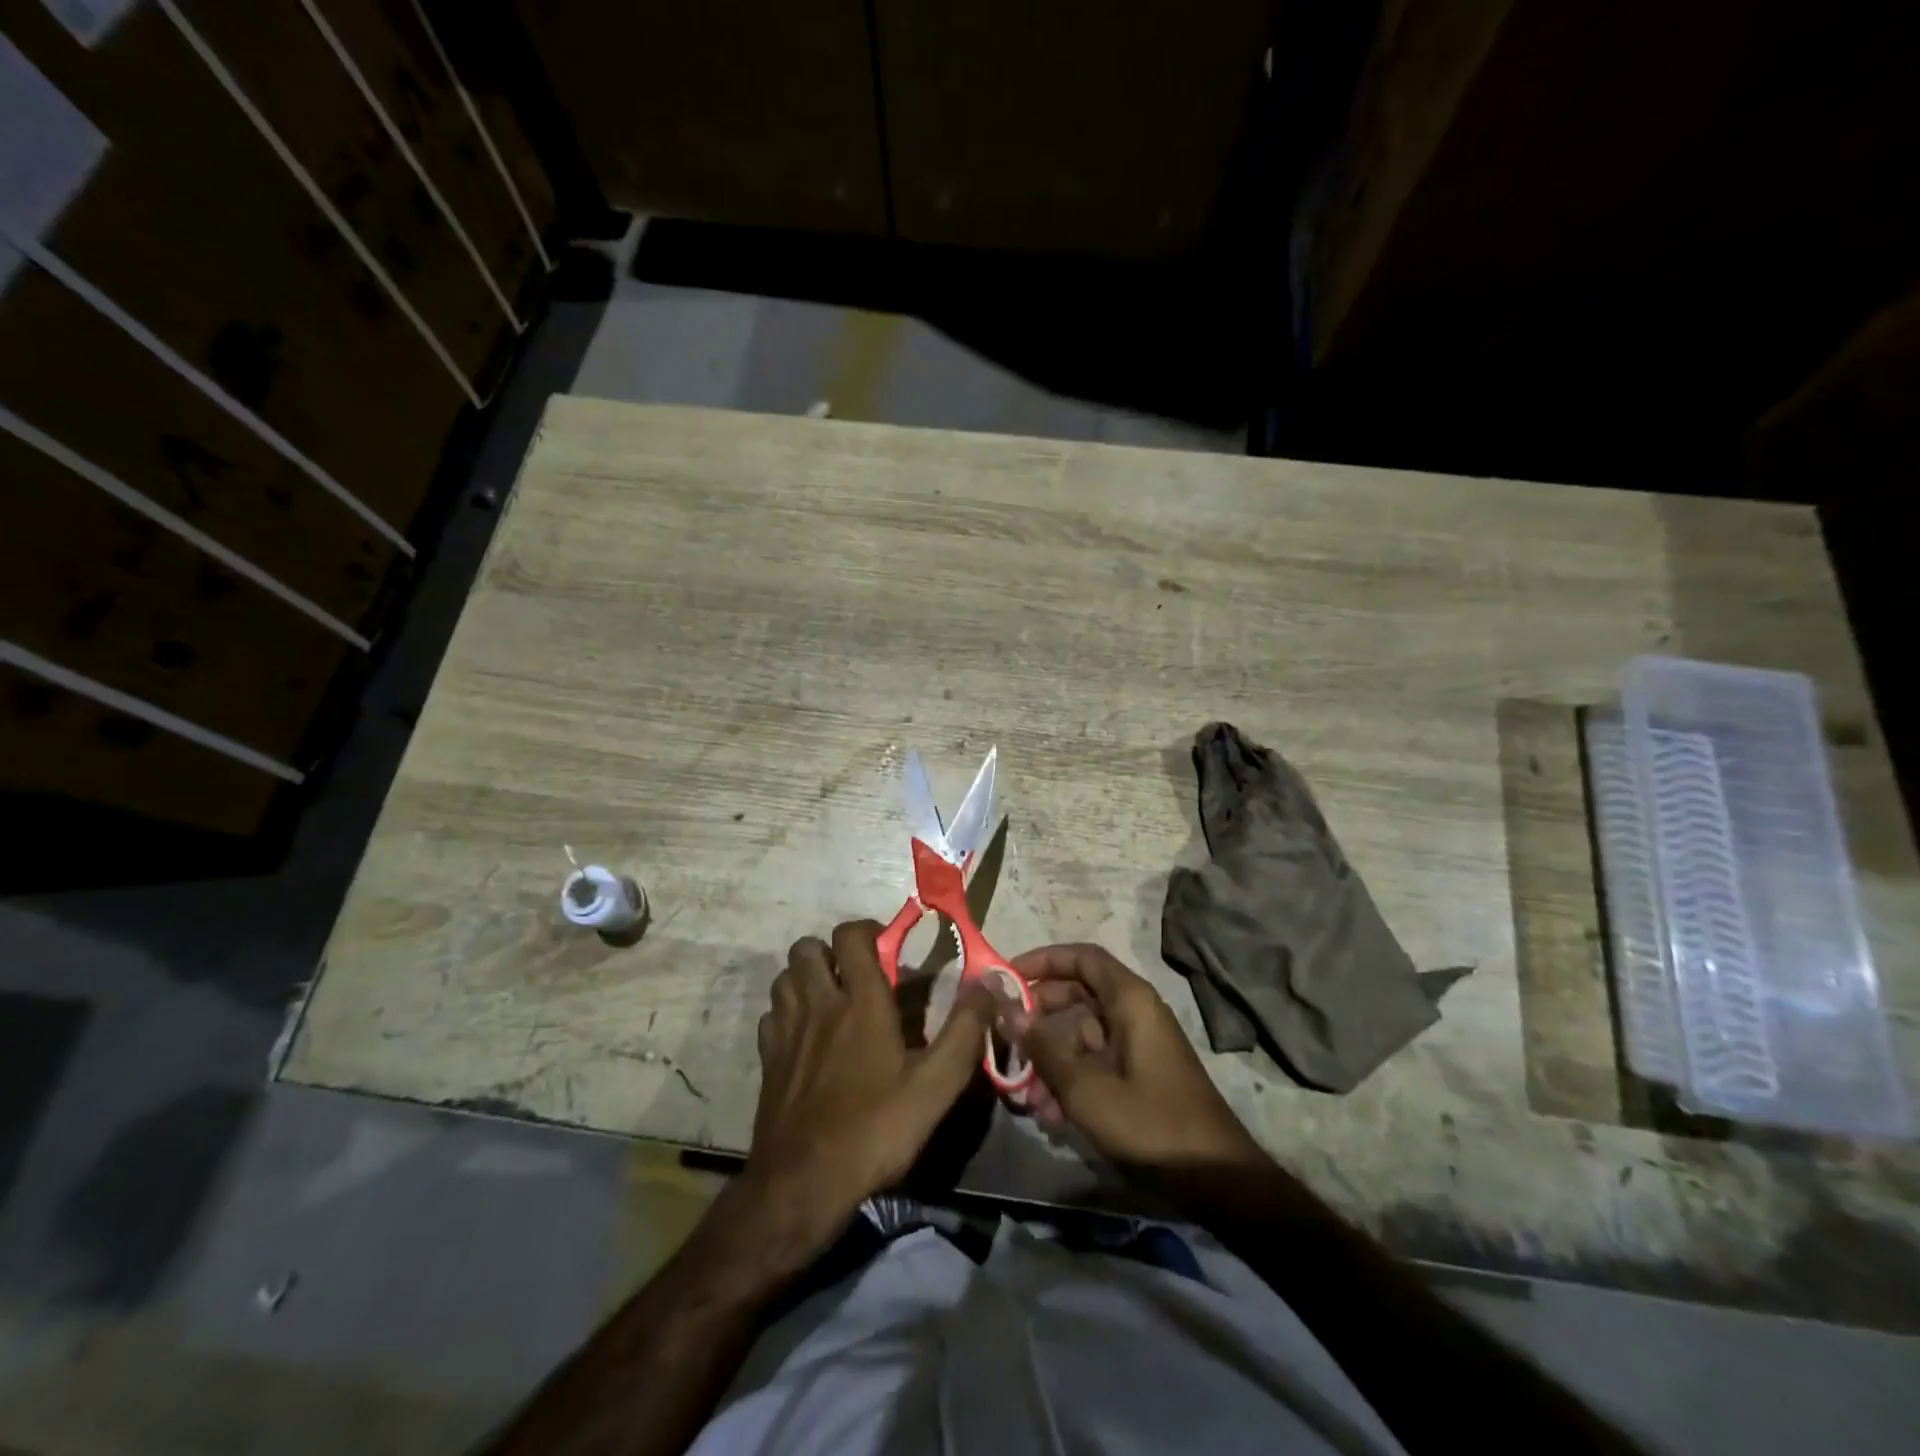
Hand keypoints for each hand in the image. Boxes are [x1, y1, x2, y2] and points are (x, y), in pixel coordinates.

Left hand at [745, 920, 995, 1249]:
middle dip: (830, 950)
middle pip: (807, 948)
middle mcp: (818, 1005)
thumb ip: (965, 1031)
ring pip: (785, 977)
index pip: (850, 936)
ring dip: (806, 977)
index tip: (888, 947)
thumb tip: (988, 984)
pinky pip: (771, 1014)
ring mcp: (786, 1032)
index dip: (868, 930)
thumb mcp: (936, 1086)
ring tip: (830, 999)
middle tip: (856, 974)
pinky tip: (806, 1036)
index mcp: (860, 1003)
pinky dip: (787, 1012)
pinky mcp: (767, 1060)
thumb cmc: (875, 1130)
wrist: (802, 1185)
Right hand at [1008, 944, 1265, 1173]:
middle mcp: (1133, 1013)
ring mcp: (1136, 1045)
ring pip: (1080, 1035)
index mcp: (1129, 1000)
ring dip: (1050, 1061)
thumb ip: (1044, 1048)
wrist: (1216, 1179)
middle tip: (1007, 1041)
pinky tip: (1051, 1116)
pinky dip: (1070, 1081)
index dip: (1043, 960)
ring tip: (1027, 1098)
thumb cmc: (1151, 1122)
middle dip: (1039, 1020)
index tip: (1008, 978)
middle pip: (1076, 996)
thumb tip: (1007, 1010)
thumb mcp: (1087, 1088)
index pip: (1082, 957)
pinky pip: (1094, 1063)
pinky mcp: (1137, 1076)